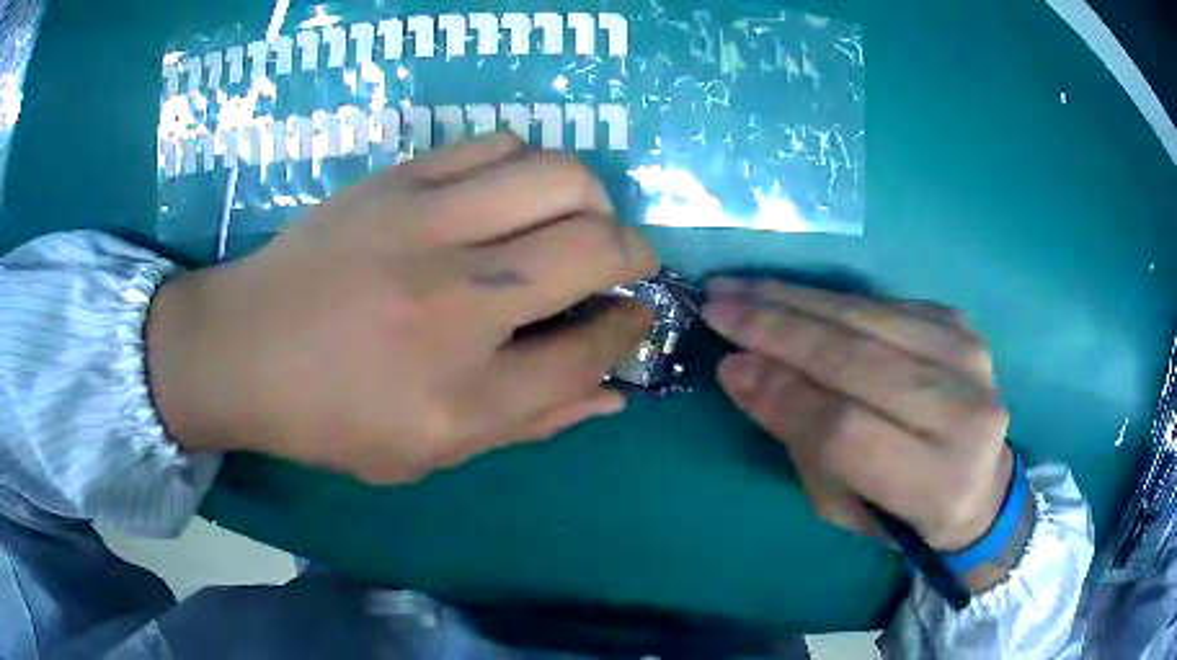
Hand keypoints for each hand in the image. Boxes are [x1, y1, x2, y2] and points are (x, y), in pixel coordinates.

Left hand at [146, 133, 656, 483]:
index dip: (629, 330)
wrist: (240, 350)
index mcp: (465, 396)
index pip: (593, 349)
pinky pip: (500, 144)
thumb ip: (531, 422)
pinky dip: (528, 167)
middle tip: (616, 265)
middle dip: (633, 255)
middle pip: (598, 247)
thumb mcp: (430, 453)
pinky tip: (510, 195)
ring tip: (569, 222)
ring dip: (590, 201)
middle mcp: (458, 303)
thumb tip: (612, 395)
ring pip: (563, 176)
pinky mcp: (400, 179)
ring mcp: (427, 225)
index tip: (631, 317)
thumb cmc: (330, 417)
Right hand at [702, 279, 1023, 590]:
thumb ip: (801, 441)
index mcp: (936, 483)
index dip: (782, 394)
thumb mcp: (844, 504)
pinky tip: (789, 294)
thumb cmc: (902, 511)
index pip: (846, 429)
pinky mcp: (961, 324)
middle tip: (718, 305)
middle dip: (777, 328)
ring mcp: (969, 357)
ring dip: (795, 298)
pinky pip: (881, 303)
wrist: (978, 481)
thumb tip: (742, 370)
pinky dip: (829, 298)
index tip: (726, 365)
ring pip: (867, 316)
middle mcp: (964, 412)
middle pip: (858, 358)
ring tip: (741, 287)